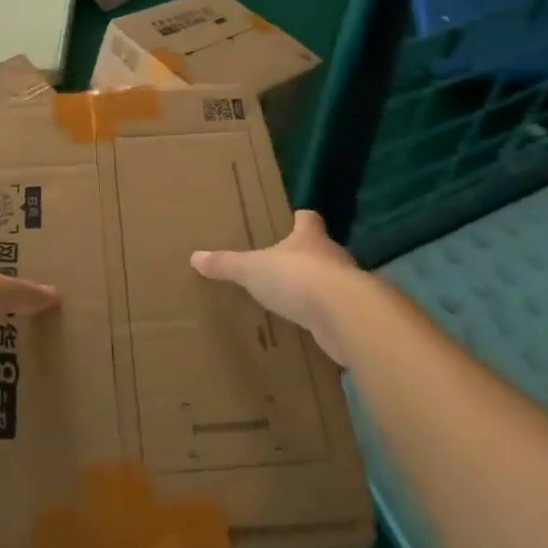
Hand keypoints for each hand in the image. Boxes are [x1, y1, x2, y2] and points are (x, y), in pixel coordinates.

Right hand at [192, 210, 363, 364]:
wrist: (344, 316)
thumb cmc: (297, 278)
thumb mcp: (253, 270)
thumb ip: (226, 264)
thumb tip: (195, 257)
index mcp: (309, 237)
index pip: (309, 218)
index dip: (300, 219)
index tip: (293, 219)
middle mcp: (332, 256)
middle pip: (321, 249)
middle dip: (306, 256)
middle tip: (285, 265)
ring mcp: (347, 287)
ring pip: (330, 282)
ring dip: (317, 289)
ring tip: (295, 299)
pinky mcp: (352, 316)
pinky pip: (335, 313)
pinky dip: (323, 318)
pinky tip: (309, 328)